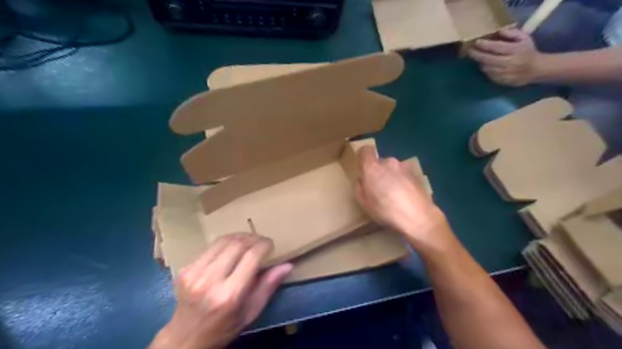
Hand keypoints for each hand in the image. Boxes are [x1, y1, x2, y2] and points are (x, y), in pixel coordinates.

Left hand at [152, 233, 293, 347]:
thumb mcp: (251, 312)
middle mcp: (210, 281)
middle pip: (237, 244)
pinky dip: (226, 243)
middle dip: (254, 238)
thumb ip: (268, 286)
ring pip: (223, 240)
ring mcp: (194, 273)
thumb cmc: (224, 328)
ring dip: (240, 236)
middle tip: (262, 241)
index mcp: (230, 295)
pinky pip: (211, 246)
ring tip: (249, 240)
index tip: (271, 245)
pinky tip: (232, 248)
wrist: (185, 338)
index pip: (251, 256)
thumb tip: (287, 265)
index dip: (264, 245)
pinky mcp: (185, 268)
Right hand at [355, 146, 452, 249]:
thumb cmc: (386, 210)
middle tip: (378, 189)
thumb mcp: (363, 203)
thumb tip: (362, 180)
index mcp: (372, 167)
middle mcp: (388, 162)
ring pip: (393, 168)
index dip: (363, 157)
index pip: (365, 150)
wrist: (418, 217)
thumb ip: (359, 187)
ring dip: (391, 177)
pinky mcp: (416, 174)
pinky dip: (402, 181)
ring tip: (394, 194)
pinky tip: (405, 196)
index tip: (363, 168)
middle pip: (380, 162)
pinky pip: (404, 174)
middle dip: (378, 172)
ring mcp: (404, 167)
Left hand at [467, 27, 544, 85]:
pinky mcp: (500, 81)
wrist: (535, 70)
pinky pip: (488, 75)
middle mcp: (508, 63)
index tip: (476, 42)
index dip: (485, 45)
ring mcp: (503, 73)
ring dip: (480, 62)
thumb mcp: (524, 38)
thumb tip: (498, 31)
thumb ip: (512, 33)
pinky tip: (484, 64)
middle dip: (476, 54)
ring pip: (486, 68)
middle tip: (469, 50)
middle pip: (487, 59)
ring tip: (476, 56)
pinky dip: (485, 69)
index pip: (496, 47)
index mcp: (515, 51)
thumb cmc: (528, 51)